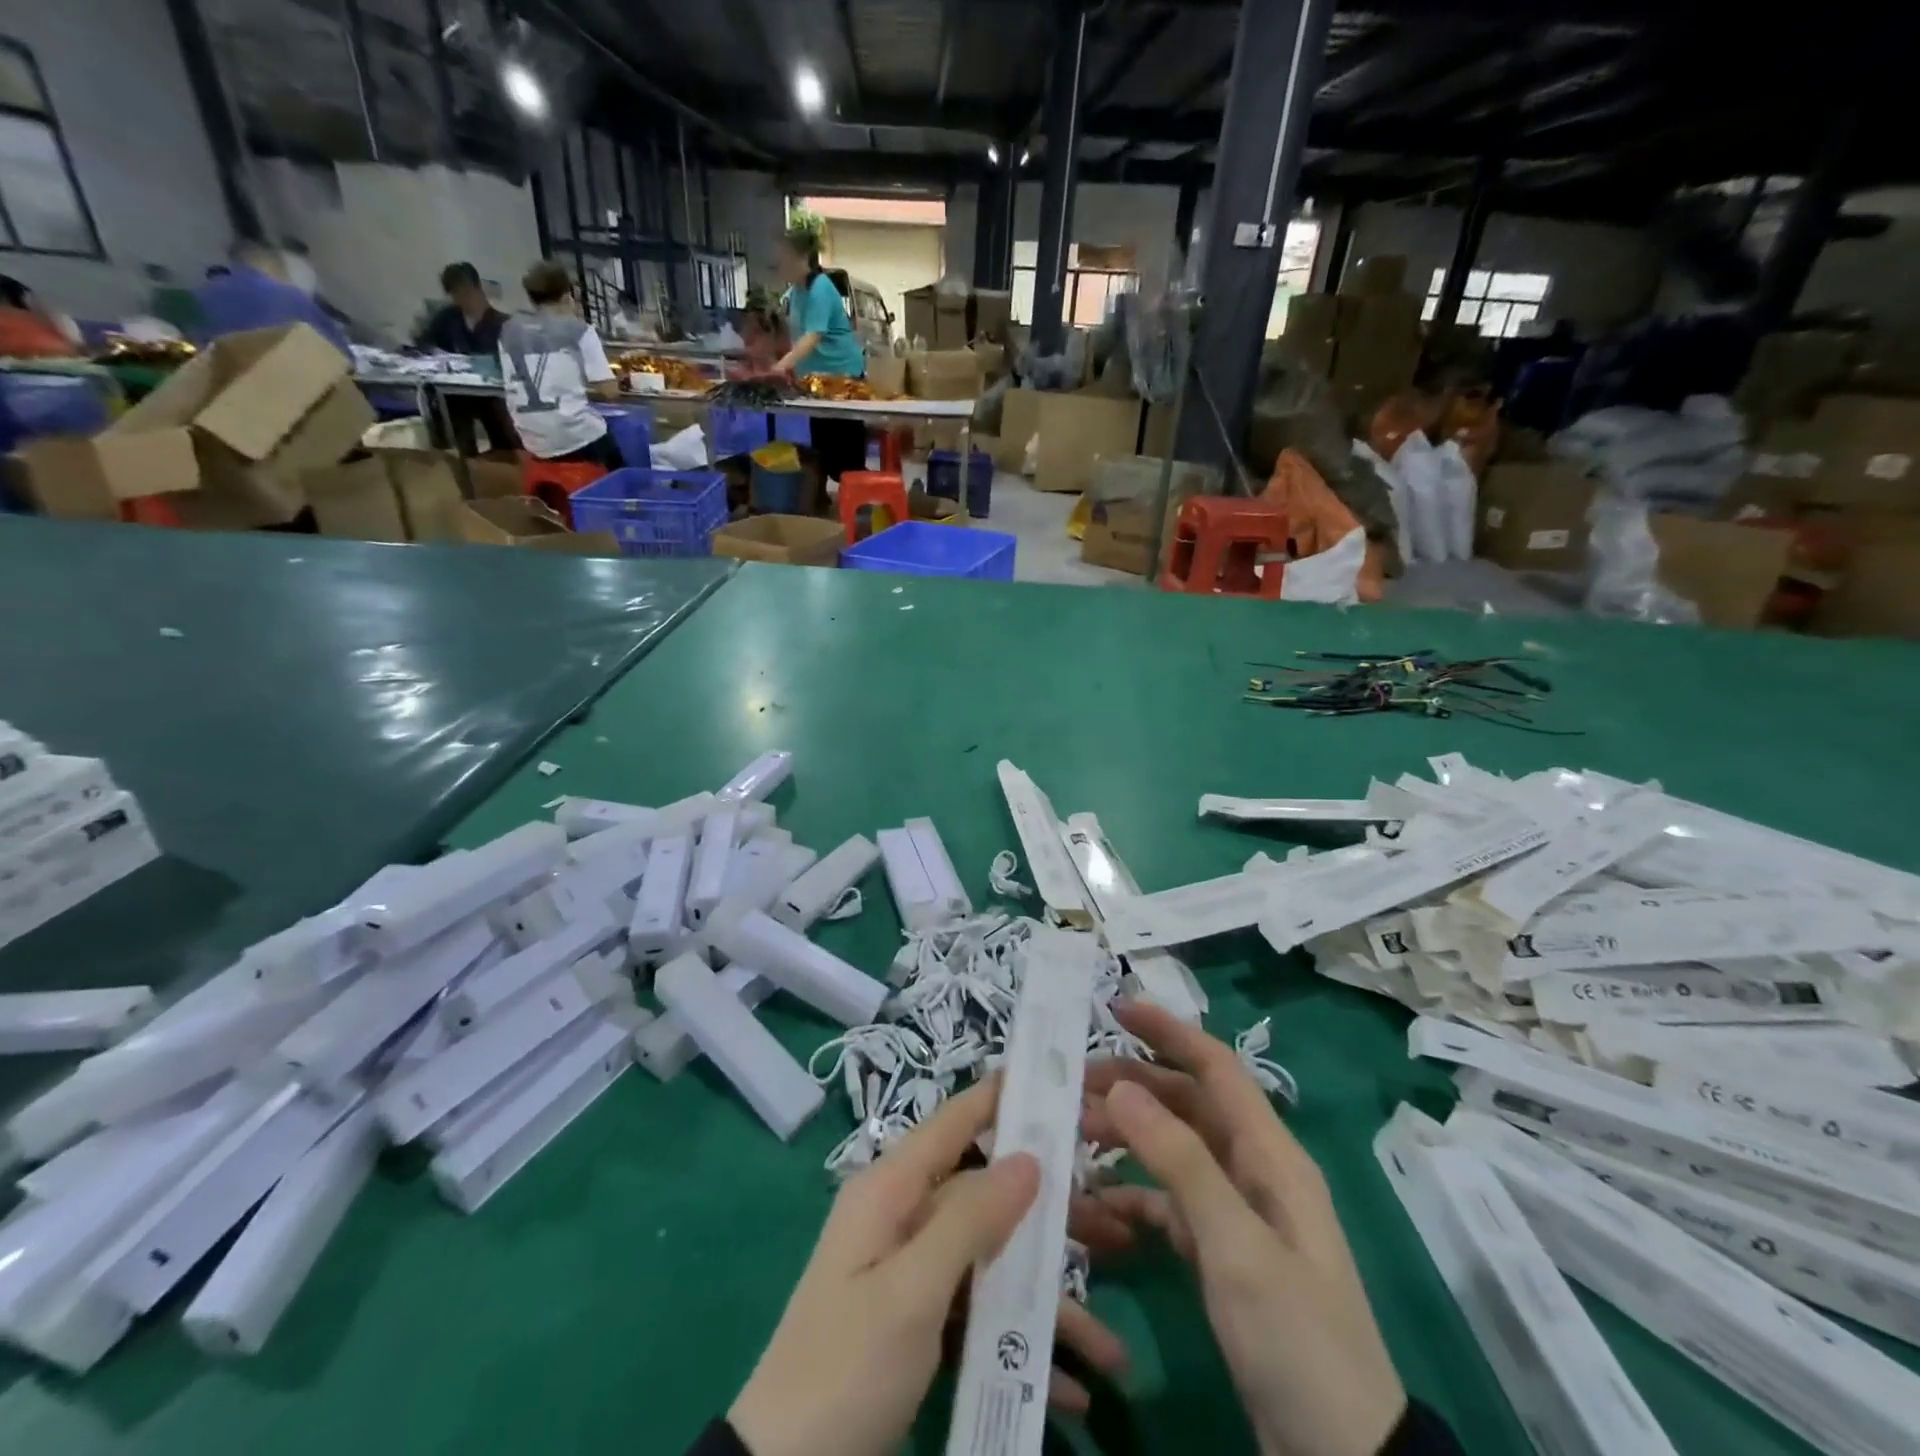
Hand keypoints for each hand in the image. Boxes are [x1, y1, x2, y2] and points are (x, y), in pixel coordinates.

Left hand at [729, 1078, 1127, 1455]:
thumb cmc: (845, 1365)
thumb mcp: (911, 1292)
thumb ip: (969, 1219)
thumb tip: (1028, 1156)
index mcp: (890, 1189)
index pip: (954, 1121)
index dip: (1001, 1097)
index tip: (1055, 1080)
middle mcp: (903, 1217)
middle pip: (987, 1197)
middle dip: (1049, 1219)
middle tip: (1114, 1230)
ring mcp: (911, 1272)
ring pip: (991, 1260)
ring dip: (1045, 1301)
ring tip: (1111, 1344)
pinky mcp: (917, 1321)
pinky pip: (978, 1313)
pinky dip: (1017, 1343)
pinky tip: (1068, 1387)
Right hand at [1076, 1002, 1405, 1455]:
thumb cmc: (1296, 1338)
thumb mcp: (1237, 1245)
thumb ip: (1180, 1161)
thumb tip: (1123, 1086)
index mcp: (1271, 1156)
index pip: (1216, 1069)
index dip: (1169, 1031)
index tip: (1116, 1007)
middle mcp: (1254, 1172)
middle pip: (1188, 1105)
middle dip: (1134, 1085)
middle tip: (1073, 1082)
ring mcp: (1237, 1216)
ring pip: (1173, 1153)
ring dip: (1127, 1139)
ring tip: (1073, 1135)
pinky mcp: (1222, 1256)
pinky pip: (1169, 1207)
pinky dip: (1133, 1199)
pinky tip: (1096, 1209)